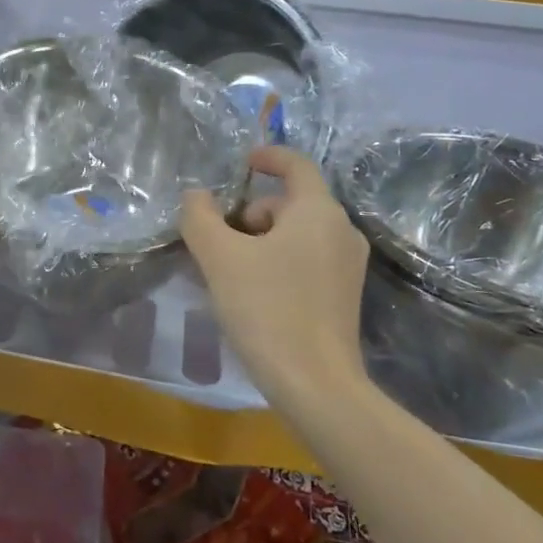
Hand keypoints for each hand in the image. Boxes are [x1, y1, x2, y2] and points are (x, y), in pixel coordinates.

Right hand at [181, 147, 368, 404]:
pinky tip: (252, 292)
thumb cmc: (268, 309)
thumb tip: (196, 196)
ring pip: (296, 233)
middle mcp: (341, 231)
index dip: (268, 156)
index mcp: (318, 211)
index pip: (296, 165)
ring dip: (260, 240)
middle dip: (251, 212)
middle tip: (217, 240)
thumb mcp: (220, 258)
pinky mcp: (344, 295)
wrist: (316, 385)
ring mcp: (347, 265)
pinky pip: (305, 259)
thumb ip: (200, 217)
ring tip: (228, 270)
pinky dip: (276, 261)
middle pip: (290, 203)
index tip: (242, 162)